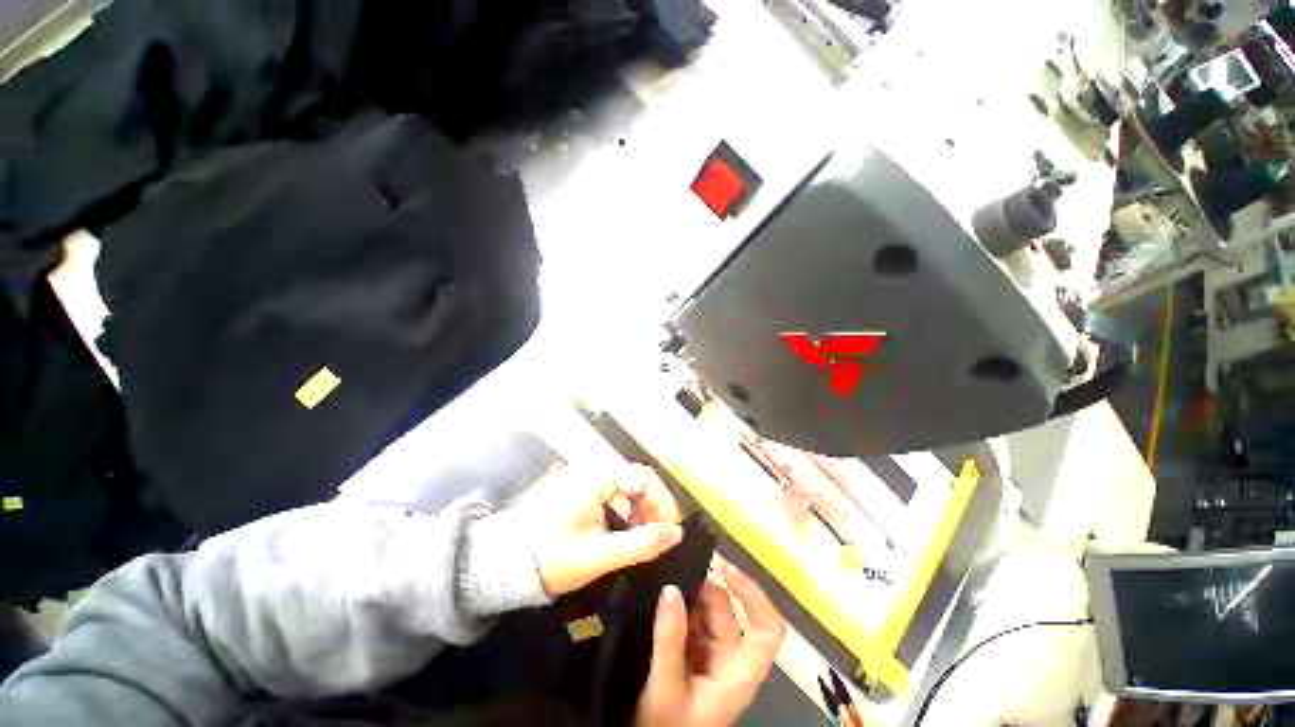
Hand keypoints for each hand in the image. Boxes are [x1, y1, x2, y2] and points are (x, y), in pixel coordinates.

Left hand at [534, 464, 683, 596]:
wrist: (510, 564)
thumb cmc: (553, 558)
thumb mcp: (598, 556)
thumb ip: (639, 545)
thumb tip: (676, 534)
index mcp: (598, 479)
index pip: (644, 479)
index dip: (663, 502)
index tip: (672, 531)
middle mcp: (597, 473)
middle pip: (640, 482)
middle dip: (655, 508)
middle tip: (662, 539)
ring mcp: (592, 483)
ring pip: (631, 491)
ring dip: (645, 513)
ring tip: (648, 542)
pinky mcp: (589, 495)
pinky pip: (619, 499)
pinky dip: (631, 516)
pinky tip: (630, 537)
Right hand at [635, 561, 786, 726]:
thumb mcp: (665, 688)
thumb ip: (669, 640)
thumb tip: (670, 589)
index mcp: (739, 672)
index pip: (767, 629)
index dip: (754, 595)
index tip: (725, 570)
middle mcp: (731, 659)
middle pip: (729, 613)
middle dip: (702, 595)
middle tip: (671, 585)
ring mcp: (712, 656)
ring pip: (707, 613)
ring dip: (687, 600)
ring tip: (662, 597)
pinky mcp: (694, 654)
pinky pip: (691, 620)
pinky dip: (678, 610)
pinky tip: (660, 608)